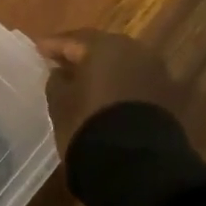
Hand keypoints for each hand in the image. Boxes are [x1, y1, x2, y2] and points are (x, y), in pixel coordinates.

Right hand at [38, 29, 181, 151]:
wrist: (138, 166)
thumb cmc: (89, 125)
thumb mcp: (61, 103)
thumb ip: (57, 81)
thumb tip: (60, 72)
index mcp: (104, 45)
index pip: (72, 40)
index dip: (53, 46)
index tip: (37, 49)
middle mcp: (133, 50)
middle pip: (100, 47)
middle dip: (81, 54)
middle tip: (62, 63)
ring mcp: (154, 72)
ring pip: (121, 64)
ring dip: (103, 70)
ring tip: (85, 82)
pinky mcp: (167, 96)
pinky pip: (135, 82)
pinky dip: (120, 86)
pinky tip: (108, 97)